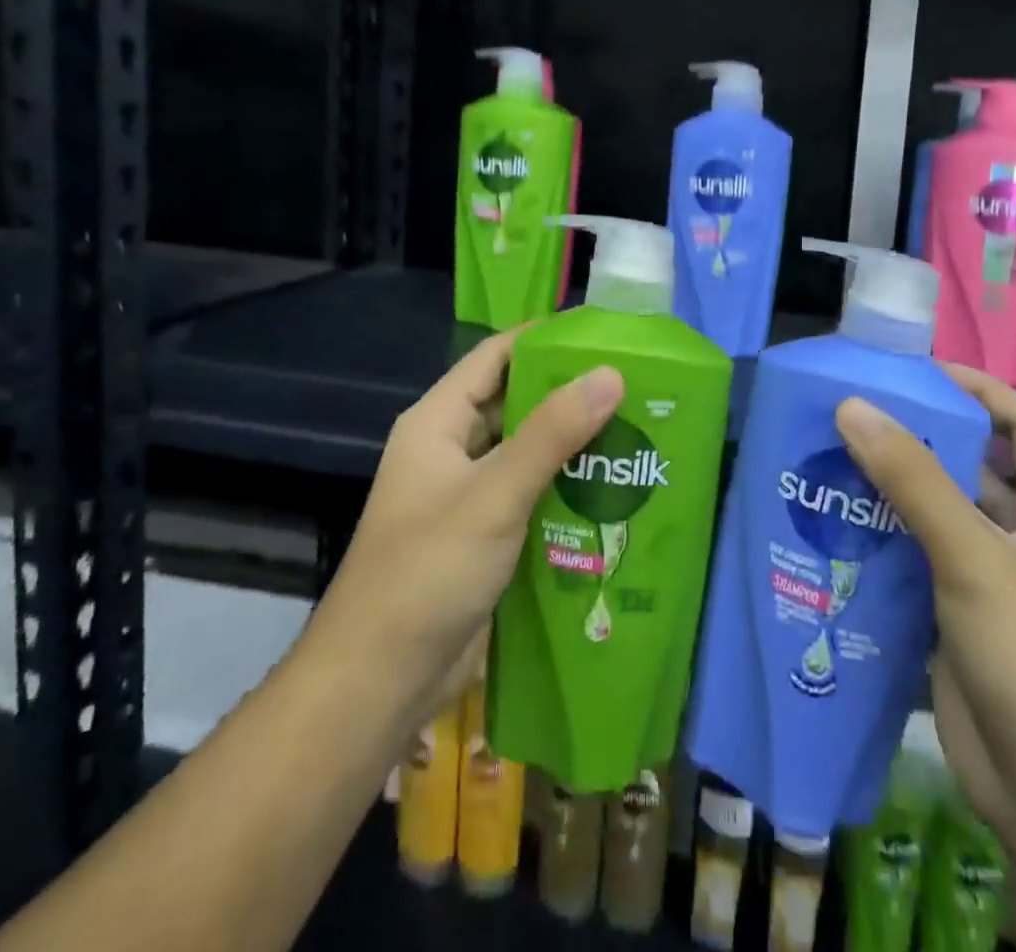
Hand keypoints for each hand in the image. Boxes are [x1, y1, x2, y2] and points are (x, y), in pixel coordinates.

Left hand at [314, 329, 623, 717]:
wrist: (379, 683)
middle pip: (516, 403)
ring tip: (636, 430)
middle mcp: (452, 450)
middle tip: (634, 385)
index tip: (602, 333)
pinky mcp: (485, 536)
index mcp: (438, 422)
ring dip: (573, 444)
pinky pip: (532, 495)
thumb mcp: (494, 495)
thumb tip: (610, 373)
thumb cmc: (427, 572)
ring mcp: (468, 495)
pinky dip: (567, 488)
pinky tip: (613, 489)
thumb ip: (552, 434)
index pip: (495, 357)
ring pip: (528, 452)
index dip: (544, 339)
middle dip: (569, 393)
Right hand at [834, 380, 1015, 951]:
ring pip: (933, 517)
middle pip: (971, 467)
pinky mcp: (951, 624)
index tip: (917, 370)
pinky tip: (828, 528)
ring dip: (888, 491)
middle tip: (849, 412)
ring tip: (825, 460)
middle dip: (918, 438)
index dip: (981, 390)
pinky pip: (911, 564)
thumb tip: (851, 405)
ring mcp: (986, 585)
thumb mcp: (976, 558)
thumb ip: (913, 480)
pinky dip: (876, 543)